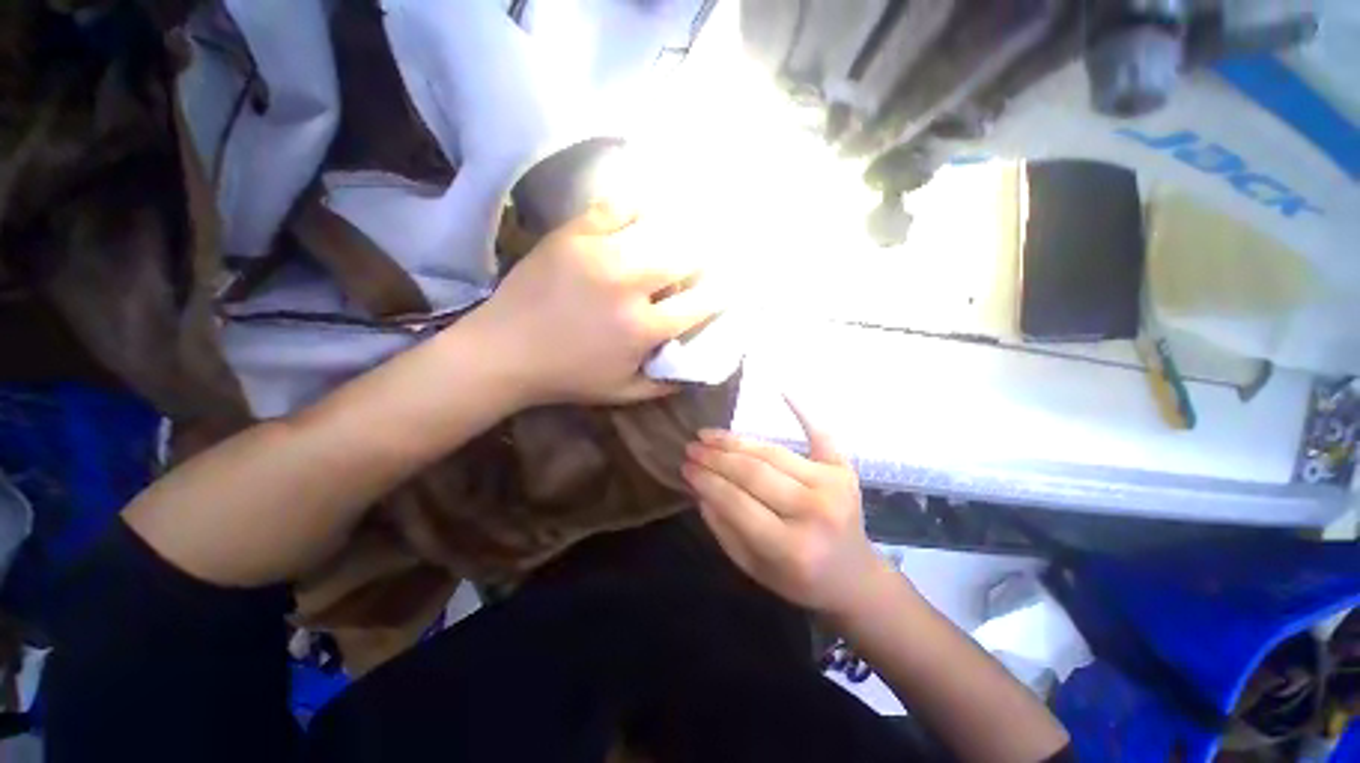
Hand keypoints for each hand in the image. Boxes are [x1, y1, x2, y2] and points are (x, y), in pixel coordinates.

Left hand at [469, 204, 717, 406]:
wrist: (503, 351)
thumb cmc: (567, 376)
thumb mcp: (622, 393)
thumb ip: (664, 384)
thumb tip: (695, 370)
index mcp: (643, 329)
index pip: (700, 304)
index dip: (723, 293)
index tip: (730, 287)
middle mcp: (628, 286)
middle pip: (685, 258)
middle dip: (704, 258)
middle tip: (706, 258)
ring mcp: (599, 254)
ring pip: (658, 229)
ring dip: (679, 231)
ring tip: (684, 232)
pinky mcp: (573, 234)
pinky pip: (616, 206)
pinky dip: (638, 206)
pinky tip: (646, 211)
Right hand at [683, 397, 889, 614]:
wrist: (853, 577)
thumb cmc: (799, 580)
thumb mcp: (753, 568)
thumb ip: (723, 528)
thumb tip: (700, 487)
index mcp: (791, 546)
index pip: (736, 502)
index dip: (706, 481)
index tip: (685, 466)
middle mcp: (814, 511)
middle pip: (754, 472)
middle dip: (716, 457)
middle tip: (692, 446)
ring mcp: (833, 485)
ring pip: (772, 452)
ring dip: (736, 441)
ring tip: (709, 435)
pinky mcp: (844, 469)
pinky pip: (819, 433)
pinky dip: (801, 409)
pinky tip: (782, 389)